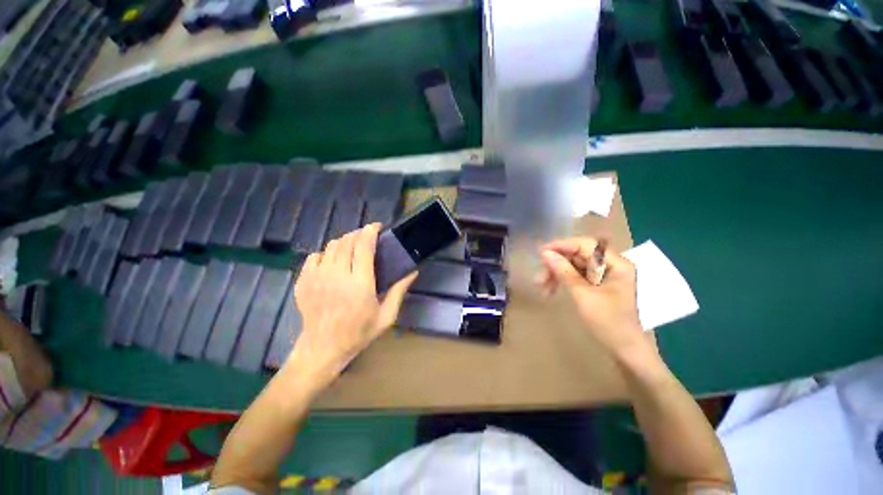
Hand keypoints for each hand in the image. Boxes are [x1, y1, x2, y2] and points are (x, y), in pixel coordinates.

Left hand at [288, 223, 416, 389]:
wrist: (323, 349)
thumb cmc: (359, 332)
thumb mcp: (386, 315)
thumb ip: (399, 290)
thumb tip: (412, 271)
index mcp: (360, 284)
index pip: (364, 246)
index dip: (370, 231)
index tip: (377, 227)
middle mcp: (337, 276)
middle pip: (347, 241)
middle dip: (358, 234)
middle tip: (367, 238)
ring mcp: (317, 278)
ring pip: (331, 246)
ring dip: (344, 242)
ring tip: (352, 249)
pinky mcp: (303, 281)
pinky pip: (314, 256)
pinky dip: (326, 254)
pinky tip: (333, 262)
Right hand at [537, 237, 644, 356]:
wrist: (625, 350)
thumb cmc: (608, 322)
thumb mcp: (583, 295)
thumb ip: (564, 271)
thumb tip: (545, 253)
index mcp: (616, 264)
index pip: (586, 245)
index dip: (562, 246)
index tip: (541, 253)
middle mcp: (611, 265)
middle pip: (578, 255)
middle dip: (557, 264)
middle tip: (540, 277)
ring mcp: (604, 275)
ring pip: (574, 265)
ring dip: (557, 273)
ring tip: (542, 287)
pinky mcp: (597, 285)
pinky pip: (576, 276)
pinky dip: (563, 280)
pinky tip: (551, 289)